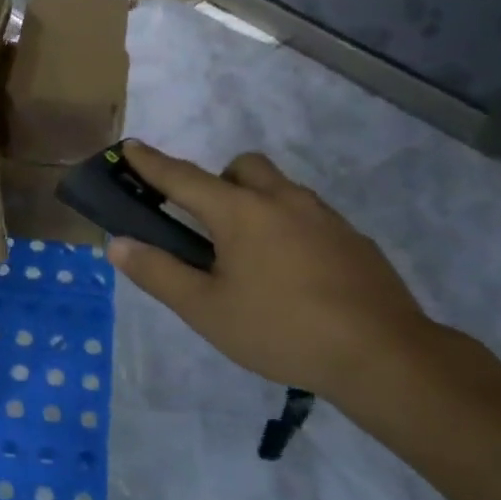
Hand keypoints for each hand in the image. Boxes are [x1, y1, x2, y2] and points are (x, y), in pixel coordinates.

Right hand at [107, 142, 447, 408]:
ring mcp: (324, 216)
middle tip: (209, 226)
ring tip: (251, 257)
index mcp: (241, 212)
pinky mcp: (353, 238)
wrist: (383, 354)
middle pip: (242, 167)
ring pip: (280, 188)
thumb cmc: (281, 329)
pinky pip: (308, 215)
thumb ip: (159, 273)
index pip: (183, 177)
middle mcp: (282, 200)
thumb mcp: (206, 310)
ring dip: (255, 203)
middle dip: (218, 180)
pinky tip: (293, 275)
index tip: (131, 145)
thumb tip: (118, 244)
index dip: (152, 163)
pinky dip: (288, 227)